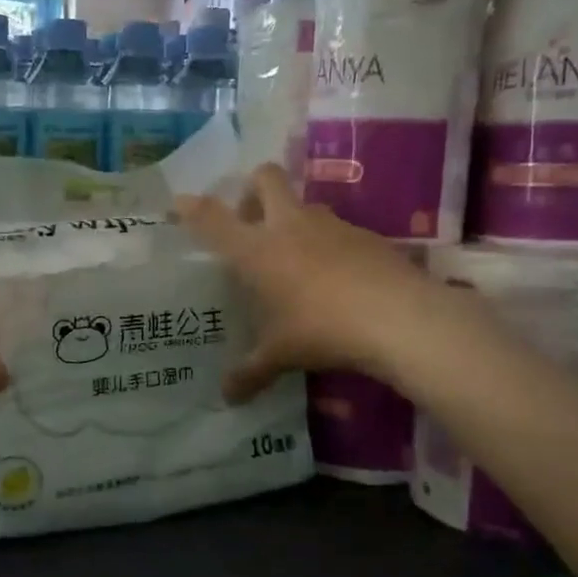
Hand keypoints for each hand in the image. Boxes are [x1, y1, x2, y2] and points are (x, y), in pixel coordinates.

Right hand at [175, 166, 441, 402]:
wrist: (397, 317)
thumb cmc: (321, 329)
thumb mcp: (280, 355)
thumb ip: (250, 372)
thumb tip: (228, 397)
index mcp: (257, 250)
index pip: (213, 219)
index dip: (192, 208)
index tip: (180, 202)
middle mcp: (290, 225)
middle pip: (265, 178)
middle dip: (252, 190)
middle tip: (250, 222)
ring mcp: (331, 225)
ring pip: (304, 203)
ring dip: (292, 219)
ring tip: (294, 259)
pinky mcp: (366, 234)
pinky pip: (337, 229)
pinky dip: (327, 244)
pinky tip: (335, 278)